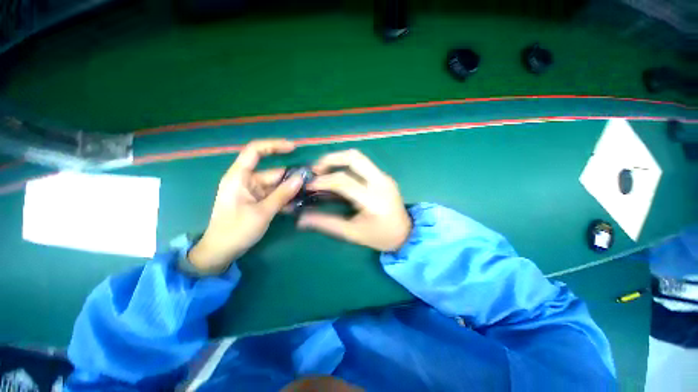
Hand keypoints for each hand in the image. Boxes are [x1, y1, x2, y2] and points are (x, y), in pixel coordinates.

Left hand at [188, 139, 303, 273]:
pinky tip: (298, 204)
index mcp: (240, 177)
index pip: (255, 151)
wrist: (221, 252)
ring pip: (276, 185)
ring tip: (308, 193)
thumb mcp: (262, 212)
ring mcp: (252, 192)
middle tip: (312, 181)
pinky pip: (274, 196)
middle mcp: (246, 181)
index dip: (274, 146)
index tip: (294, 148)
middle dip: (291, 176)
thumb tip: (301, 178)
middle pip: (273, 172)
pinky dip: (285, 199)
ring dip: (290, 190)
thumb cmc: (236, 230)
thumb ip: (282, 194)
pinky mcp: (257, 202)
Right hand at [298, 149, 411, 251]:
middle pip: (353, 158)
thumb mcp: (352, 233)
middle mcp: (380, 183)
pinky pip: (363, 163)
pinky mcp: (384, 176)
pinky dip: (347, 164)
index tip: (308, 185)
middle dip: (330, 159)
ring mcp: (384, 177)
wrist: (406, 234)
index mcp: (373, 200)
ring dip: (338, 159)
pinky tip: (338, 174)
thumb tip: (301, 219)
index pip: (343, 181)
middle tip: (315, 170)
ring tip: (324, 170)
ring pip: (359, 156)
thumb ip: (326, 223)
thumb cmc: (379, 237)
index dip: (322, 181)